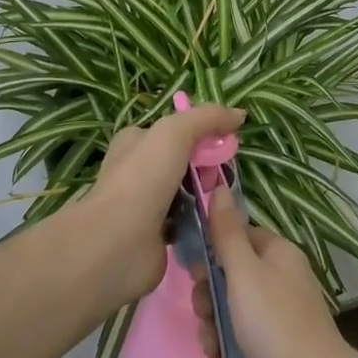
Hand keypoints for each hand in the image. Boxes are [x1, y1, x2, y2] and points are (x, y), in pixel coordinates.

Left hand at [86, 103, 245, 301]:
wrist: (118, 243)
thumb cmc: (143, 178)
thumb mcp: (175, 133)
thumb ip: (208, 118)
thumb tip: (239, 114)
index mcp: (136, 141)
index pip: (176, 131)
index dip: (203, 134)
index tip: (225, 144)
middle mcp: (139, 171)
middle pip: (186, 162)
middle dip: (207, 167)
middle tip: (218, 178)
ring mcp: (147, 205)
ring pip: (189, 193)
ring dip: (207, 196)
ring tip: (220, 203)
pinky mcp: (157, 236)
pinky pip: (189, 222)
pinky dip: (202, 223)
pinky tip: (214, 225)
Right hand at [191, 185, 357, 357]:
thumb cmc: (276, 327)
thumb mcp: (244, 273)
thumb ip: (226, 233)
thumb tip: (219, 186)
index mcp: (278, 255)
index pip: (237, 238)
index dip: (212, 253)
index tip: (194, 275)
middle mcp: (281, 282)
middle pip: (230, 279)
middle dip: (209, 300)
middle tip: (204, 318)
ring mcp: (280, 321)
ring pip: (232, 315)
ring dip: (214, 332)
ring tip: (213, 353)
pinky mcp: (278, 356)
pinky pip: (242, 347)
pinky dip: (228, 357)